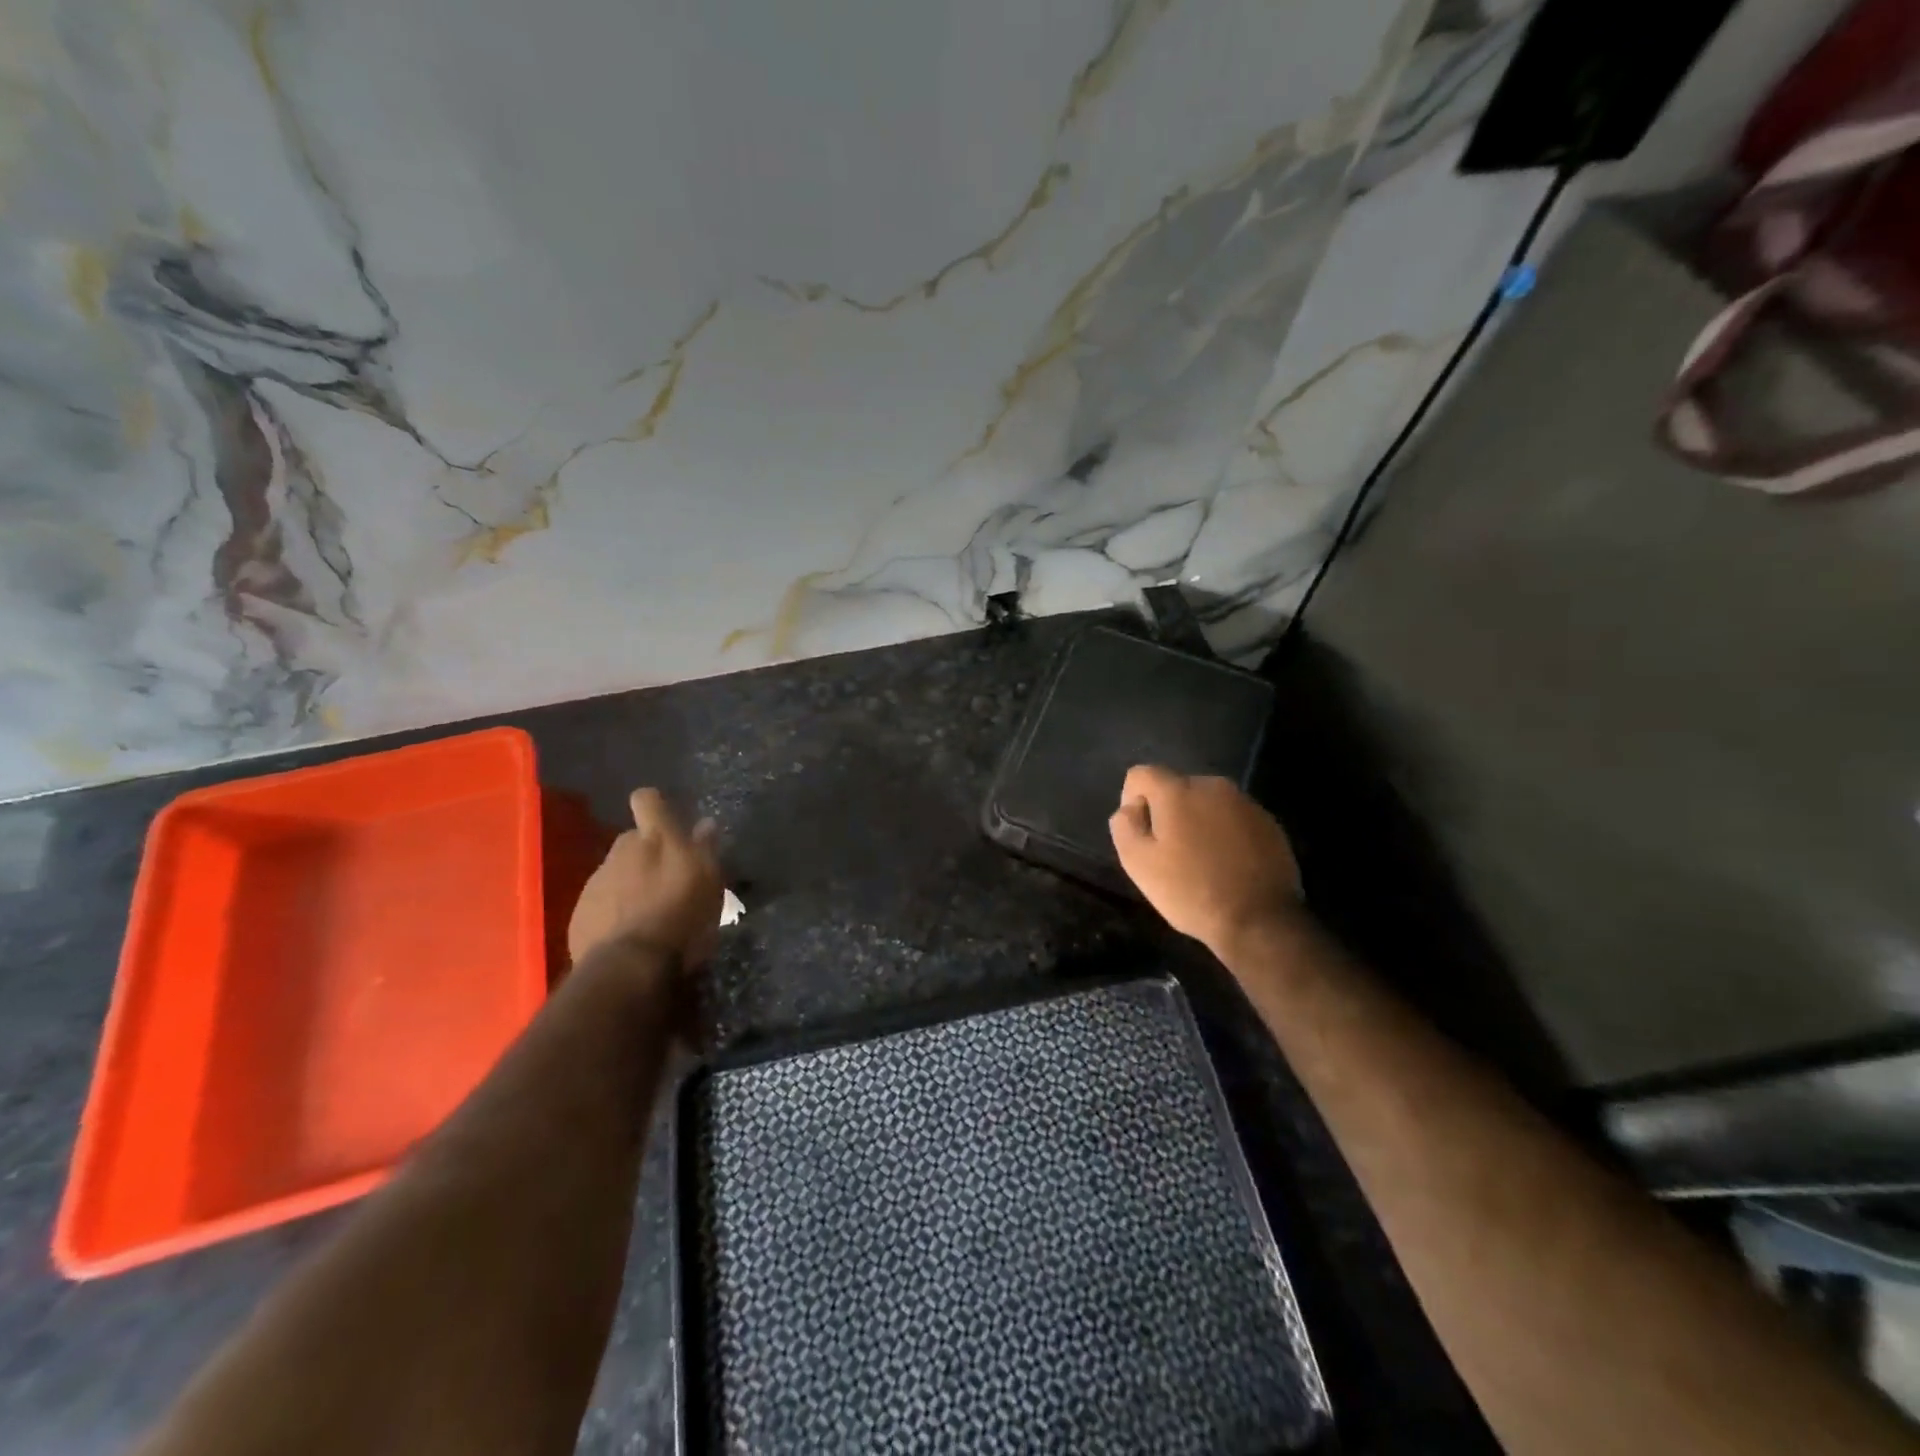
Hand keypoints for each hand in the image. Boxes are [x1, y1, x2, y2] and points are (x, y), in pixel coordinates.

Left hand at [568, 788, 723, 969]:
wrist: (628, 968)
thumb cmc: (682, 919)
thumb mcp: (709, 883)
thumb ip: (706, 849)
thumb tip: (705, 823)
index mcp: (656, 839)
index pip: (647, 800)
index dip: (655, 806)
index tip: (667, 822)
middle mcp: (621, 852)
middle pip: (632, 839)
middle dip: (647, 853)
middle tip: (666, 880)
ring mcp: (596, 882)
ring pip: (616, 871)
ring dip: (630, 883)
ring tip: (648, 913)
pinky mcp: (580, 912)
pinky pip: (601, 901)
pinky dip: (614, 910)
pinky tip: (628, 933)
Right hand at [1109, 765, 1301, 958]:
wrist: (1260, 921)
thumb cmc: (1191, 891)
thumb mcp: (1139, 863)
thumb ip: (1125, 826)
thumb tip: (1130, 808)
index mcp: (1177, 790)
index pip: (1141, 774)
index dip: (1131, 800)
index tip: (1140, 833)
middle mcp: (1213, 785)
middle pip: (1176, 788)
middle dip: (1167, 812)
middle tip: (1169, 852)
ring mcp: (1246, 803)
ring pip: (1207, 803)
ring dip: (1197, 822)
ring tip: (1200, 861)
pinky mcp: (1269, 823)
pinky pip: (1233, 818)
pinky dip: (1224, 834)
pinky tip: (1227, 866)